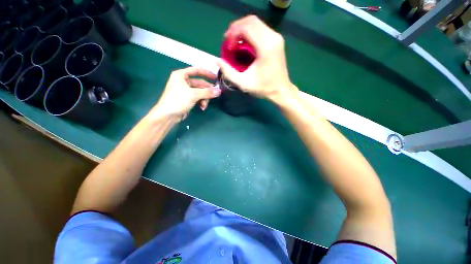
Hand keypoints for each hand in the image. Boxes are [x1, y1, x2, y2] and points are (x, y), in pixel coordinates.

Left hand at [150, 67, 220, 119]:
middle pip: (200, 83)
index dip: (207, 73)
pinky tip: (202, 107)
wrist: (168, 115)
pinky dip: (201, 102)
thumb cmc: (178, 100)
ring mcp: (185, 91)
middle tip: (215, 95)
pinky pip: (198, 97)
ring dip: (204, 98)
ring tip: (204, 105)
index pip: (196, 71)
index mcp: (181, 75)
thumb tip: (219, 91)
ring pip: (200, 92)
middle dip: (207, 91)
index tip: (216, 78)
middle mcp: (183, 81)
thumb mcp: (193, 95)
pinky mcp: (187, 99)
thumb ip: (207, 92)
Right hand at [217, 15, 297, 101]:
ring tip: (235, 42)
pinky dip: (250, 32)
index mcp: (266, 47)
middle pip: (251, 21)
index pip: (246, 28)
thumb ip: (228, 72)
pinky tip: (244, 43)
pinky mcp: (277, 40)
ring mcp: (276, 37)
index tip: (227, 45)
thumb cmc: (263, 88)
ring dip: (242, 29)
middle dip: (236, 28)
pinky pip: (260, 29)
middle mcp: (273, 37)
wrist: (280, 90)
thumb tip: (217, 61)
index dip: (233, 33)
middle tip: (229, 41)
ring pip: (256, 23)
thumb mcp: (243, 83)